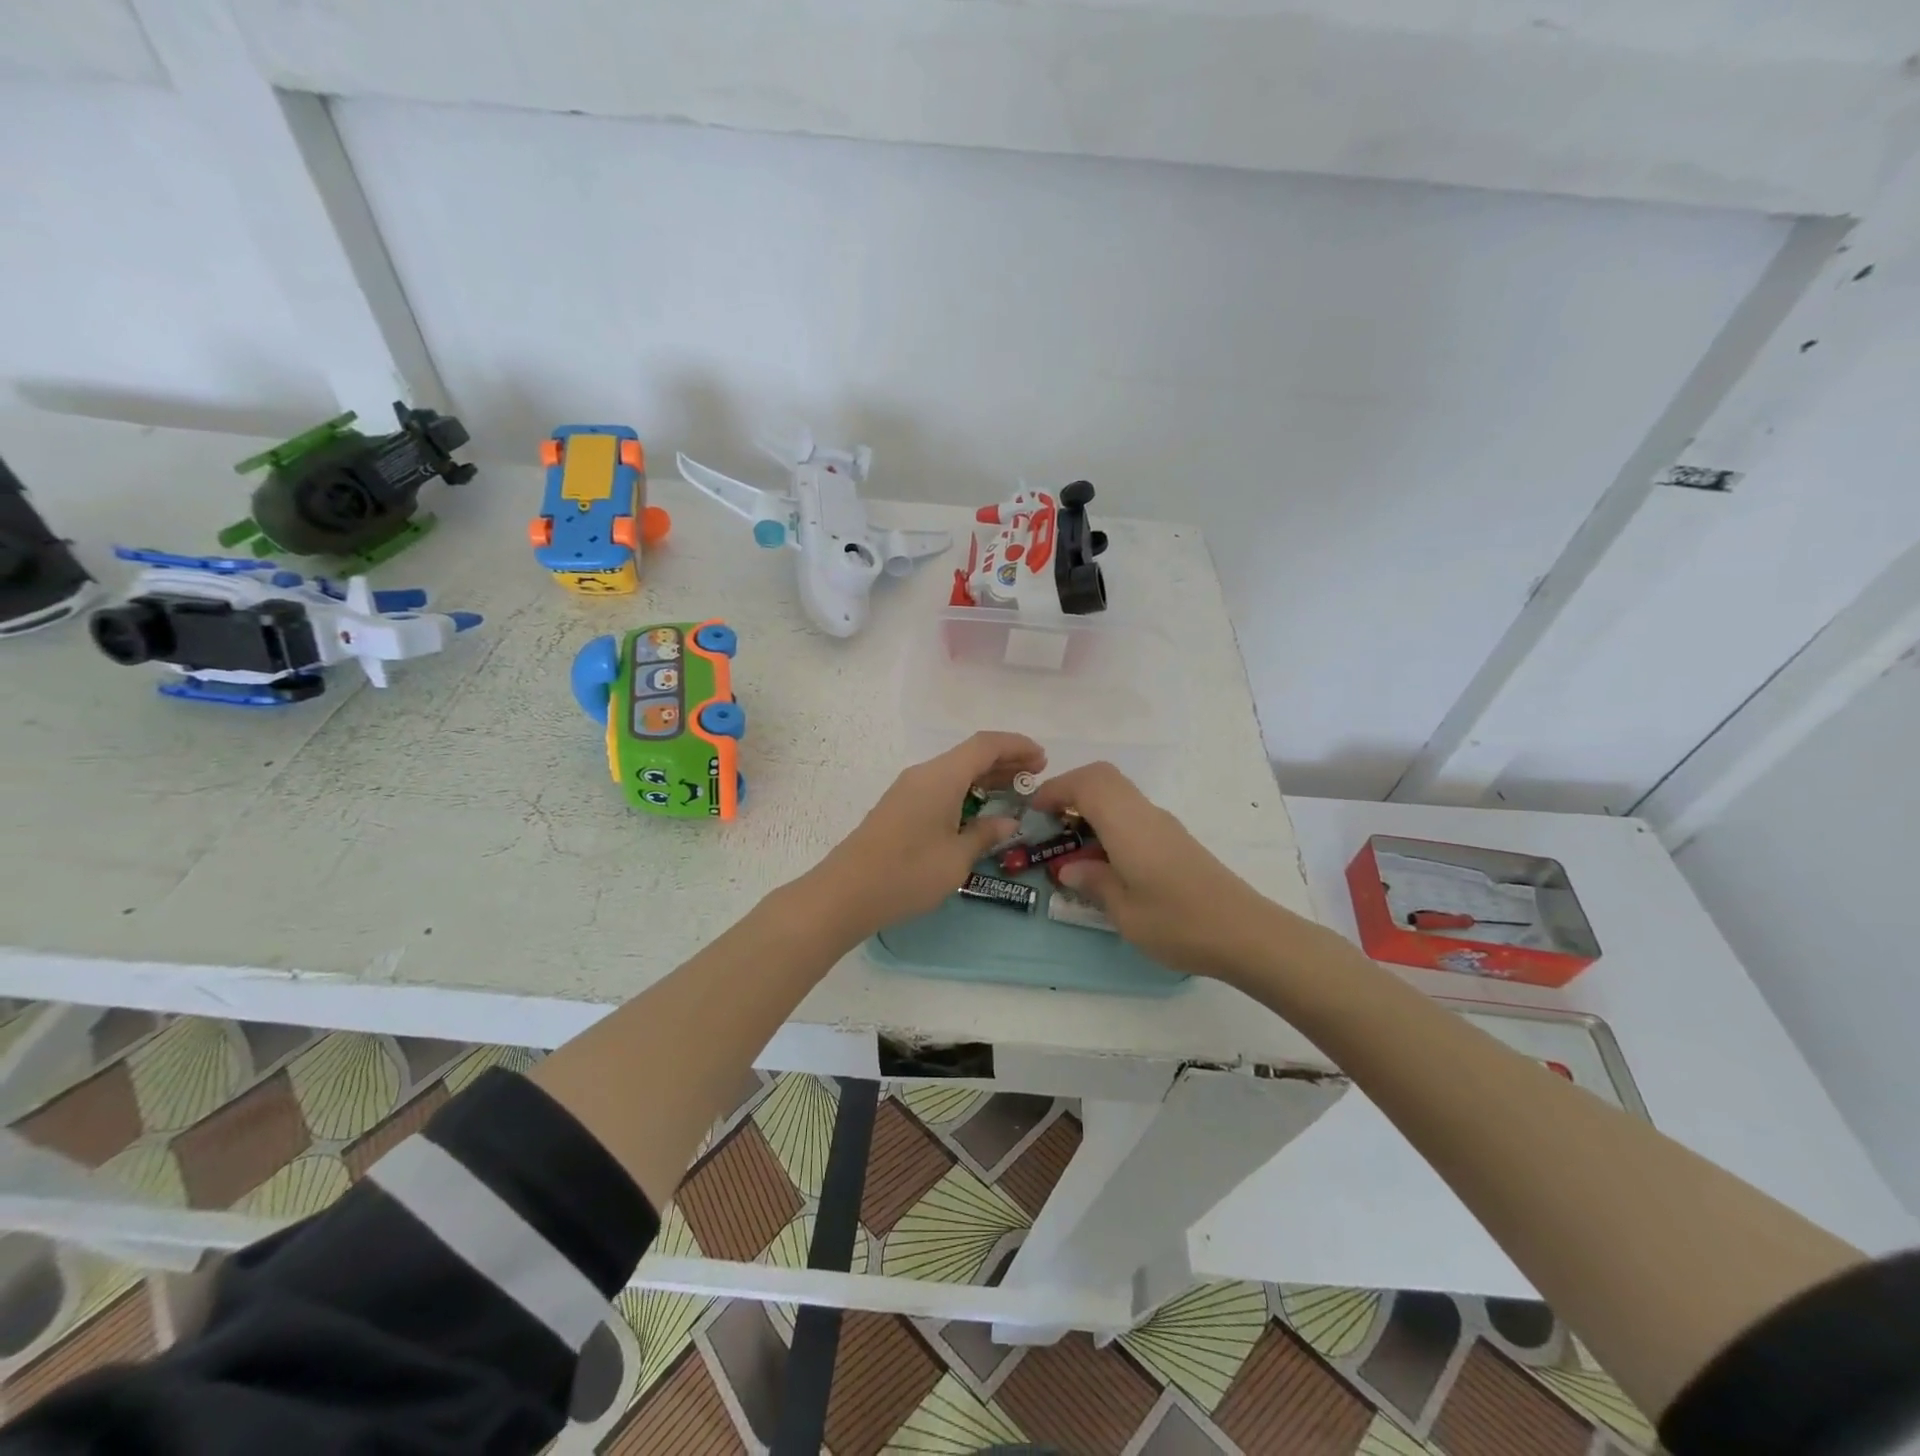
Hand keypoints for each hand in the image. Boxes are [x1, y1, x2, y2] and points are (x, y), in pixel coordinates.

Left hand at [806, 731, 1045, 940]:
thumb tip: (1008, 821)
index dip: (1016, 745)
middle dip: (1004, 761)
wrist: (845, 893)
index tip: (1042, 758)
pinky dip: (966, 790)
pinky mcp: (900, 807)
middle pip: (970, 755)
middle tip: (1035, 777)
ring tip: (1015, 792)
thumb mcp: (956, 858)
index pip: (985, 745)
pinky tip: (980, 810)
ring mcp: (908, 790)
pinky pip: (941, 787)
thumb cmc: (907, 873)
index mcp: (941, 777)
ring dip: (985, 777)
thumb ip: (985, 834)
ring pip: (955, 771)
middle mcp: (924, 774)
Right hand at [1032, 761, 1288, 980]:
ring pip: (1119, 793)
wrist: (1247, 934)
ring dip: (1090, 805)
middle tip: (1049, 821)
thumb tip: (1069, 868)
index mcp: (1128, 825)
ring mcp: (1164, 825)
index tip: (1033, 812)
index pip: (1086, 784)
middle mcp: (1145, 814)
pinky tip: (1104, 857)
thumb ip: (1093, 883)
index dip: (1055, 789)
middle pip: (1103, 777)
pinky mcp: (1175, 839)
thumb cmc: (1179, 924)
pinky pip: (1132, 812)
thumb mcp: (1125, 912)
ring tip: (1070, 842)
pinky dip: (1109, 820)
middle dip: (1070, 790)